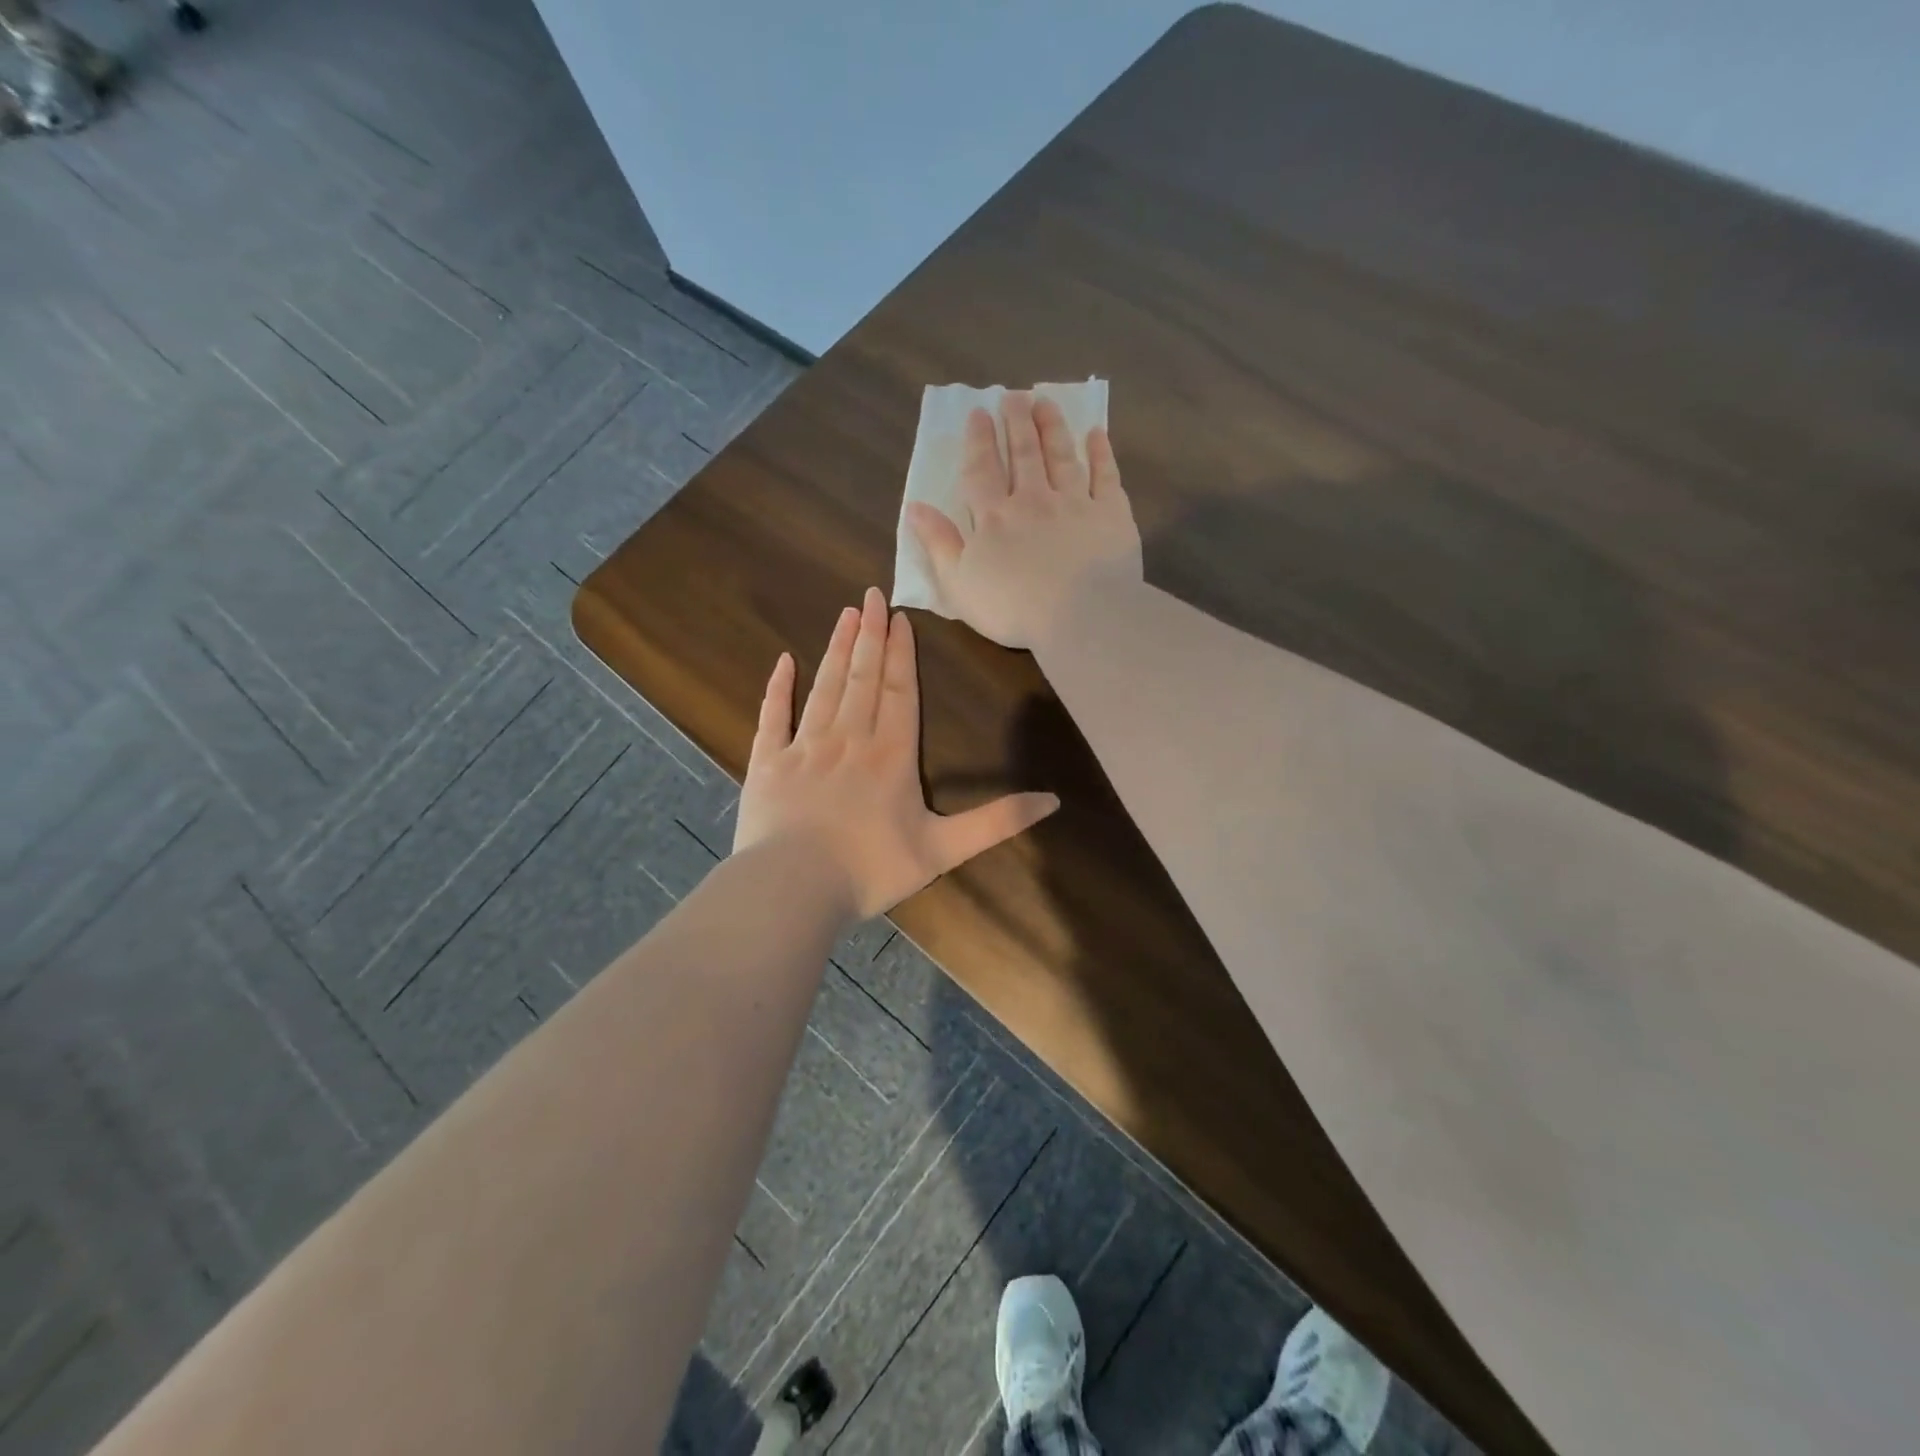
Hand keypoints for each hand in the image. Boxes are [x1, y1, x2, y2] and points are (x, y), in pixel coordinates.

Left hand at [733, 587, 1059, 920]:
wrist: (793, 889)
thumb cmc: (871, 869)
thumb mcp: (944, 849)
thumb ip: (997, 822)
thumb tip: (1053, 800)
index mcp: (891, 755)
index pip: (900, 692)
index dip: (901, 653)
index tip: (900, 618)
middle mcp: (849, 739)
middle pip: (863, 678)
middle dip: (870, 635)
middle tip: (871, 595)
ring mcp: (804, 747)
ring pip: (825, 687)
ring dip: (837, 649)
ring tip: (845, 614)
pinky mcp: (767, 763)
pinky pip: (773, 716)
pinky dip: (778, 688)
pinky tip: (784, 661)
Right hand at [906, 393, 1142, 649]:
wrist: (1080, 616)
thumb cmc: (1012, 608)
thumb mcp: (959, 583)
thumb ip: (938, 543)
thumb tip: (915, 507)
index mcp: (994, 518)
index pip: (982, 471)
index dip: (978, 441)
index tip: (978, 413)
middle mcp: (1034, 500)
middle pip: (1023, 454)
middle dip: (1016, 422)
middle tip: (1014, 395)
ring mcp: (1075, 504)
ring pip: (1061, 456)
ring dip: (1052, 427)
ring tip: (1045, 401)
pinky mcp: (1111, 515)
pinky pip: (1105, 476)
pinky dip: (1101, 454)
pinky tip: (1096, 435)